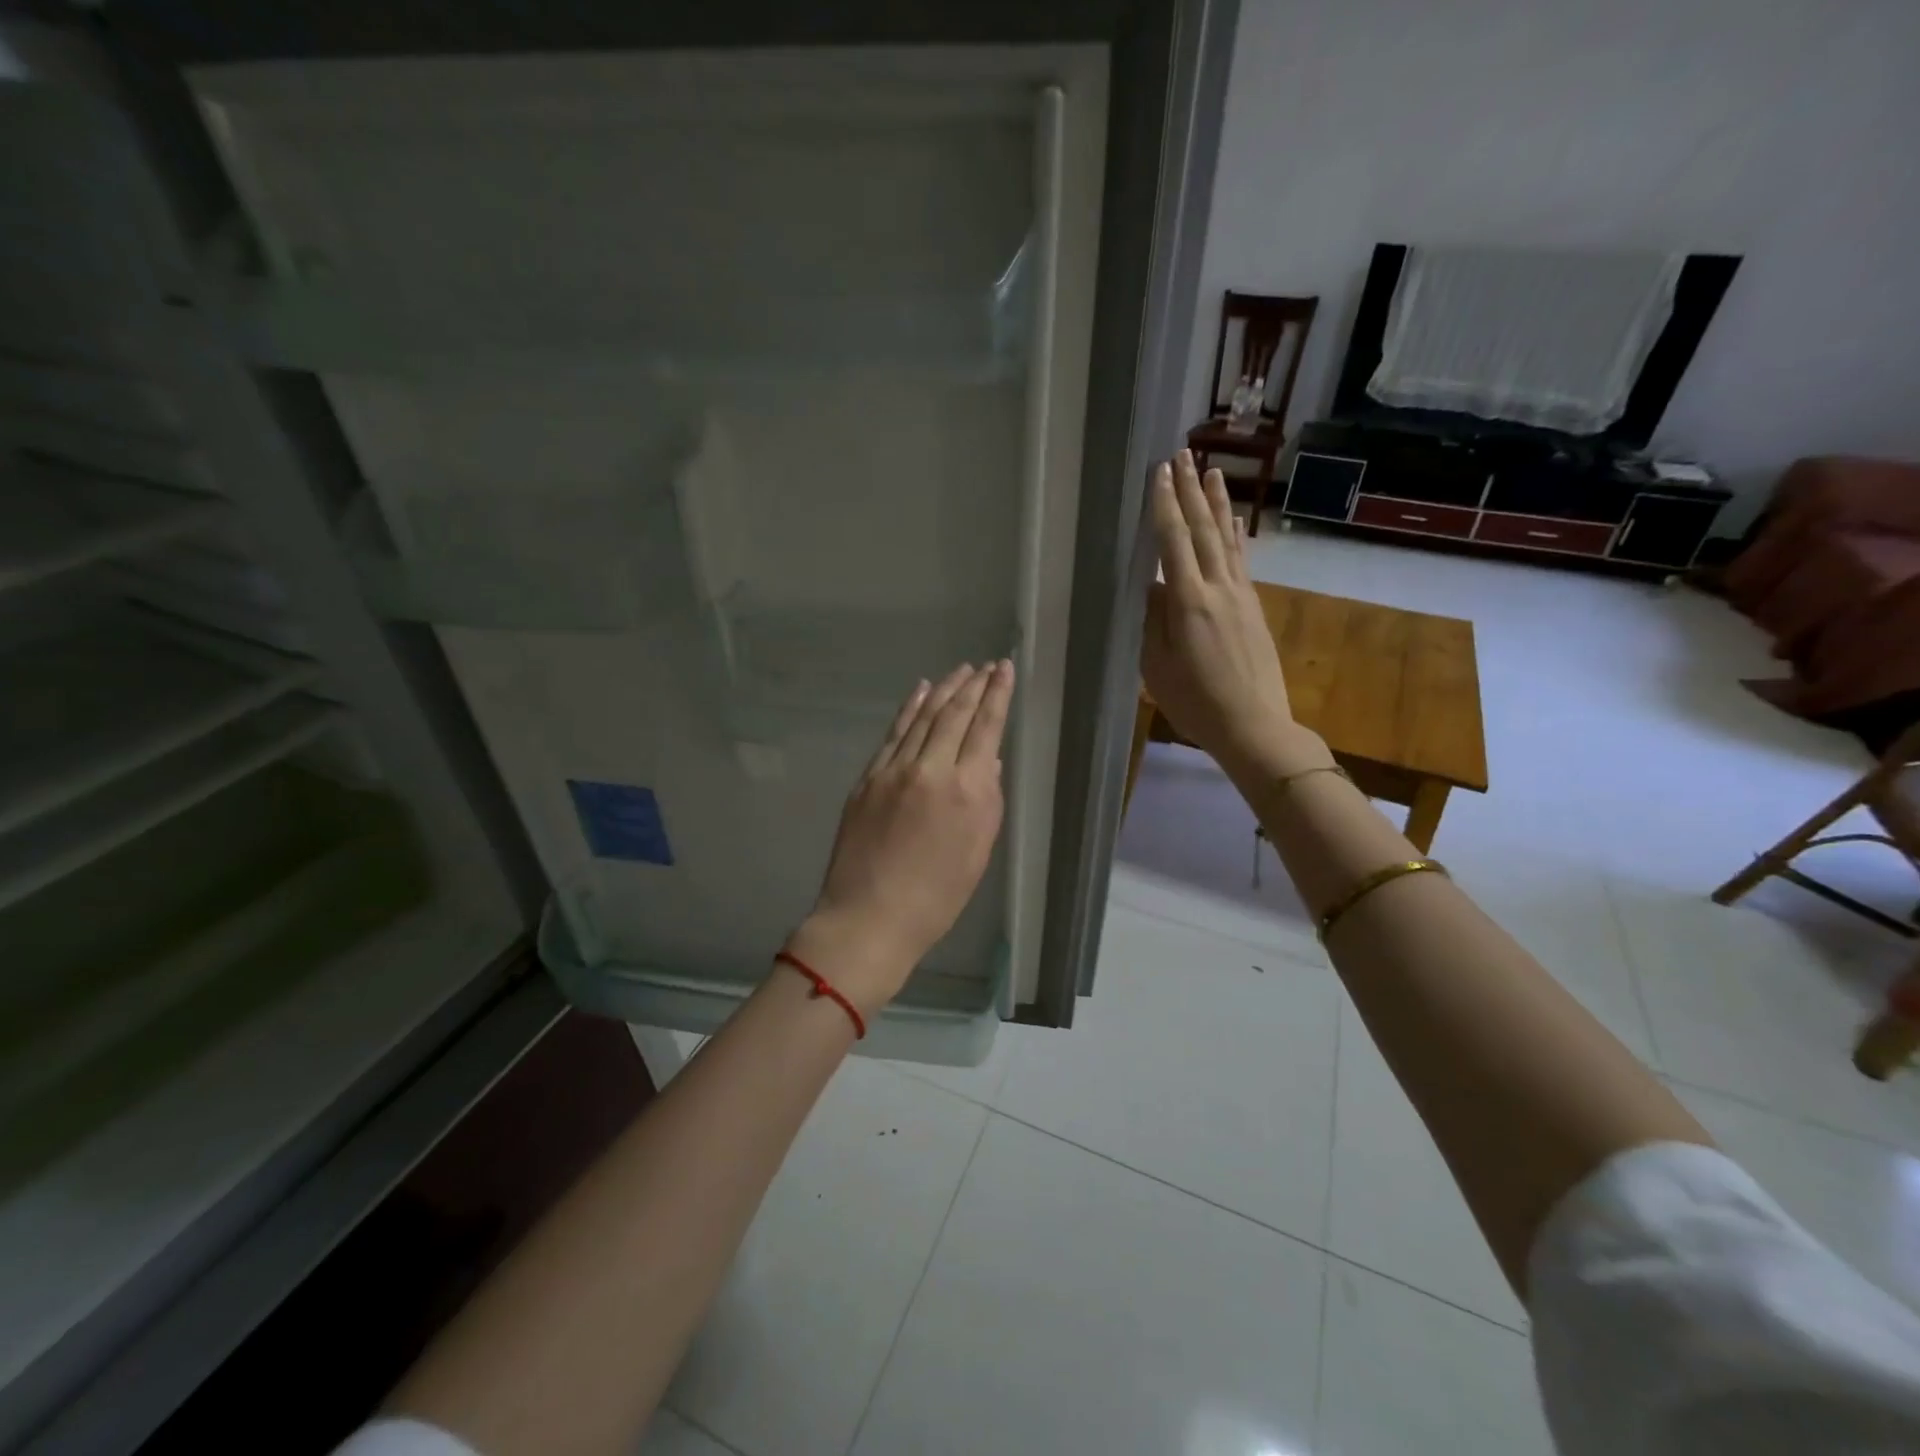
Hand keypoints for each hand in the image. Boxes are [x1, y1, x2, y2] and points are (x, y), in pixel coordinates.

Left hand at [785, 660, 1014, 1015]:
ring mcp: (893, 770)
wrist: (869, 916)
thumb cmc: (937, 896)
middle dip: (974, 685)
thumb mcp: (979, 852)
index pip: (985, 727)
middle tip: (987, 665)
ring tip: (960, 670)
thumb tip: (987, 758)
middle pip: (954, 714)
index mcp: (966, 791)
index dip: (997, 695)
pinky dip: (910, 709)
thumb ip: (988, 799)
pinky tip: (921, 692)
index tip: (1005, 669)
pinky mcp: (868, 778)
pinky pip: (894, 733)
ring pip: (922, 717)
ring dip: (944, 689)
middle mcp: (930, 769)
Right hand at [1141, 451, 1327, 781]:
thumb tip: (1150, 584)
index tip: (1159, 473)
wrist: (1254, 725)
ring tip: (1210, 470)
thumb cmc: (1195, 702)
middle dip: (1190, 491)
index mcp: (1188, 602)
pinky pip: (1241, 560)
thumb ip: (1152, 620)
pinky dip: (1236, 534)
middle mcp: (1218, 588)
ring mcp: (1241, 595)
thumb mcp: (1156, 666)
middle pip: (1203, 530)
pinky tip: (1234, 520)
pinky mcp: (1253, 607)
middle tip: (1181, 454)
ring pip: (1227, 539)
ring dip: (1216, 502)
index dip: (1164, 505)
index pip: (1173, 543)